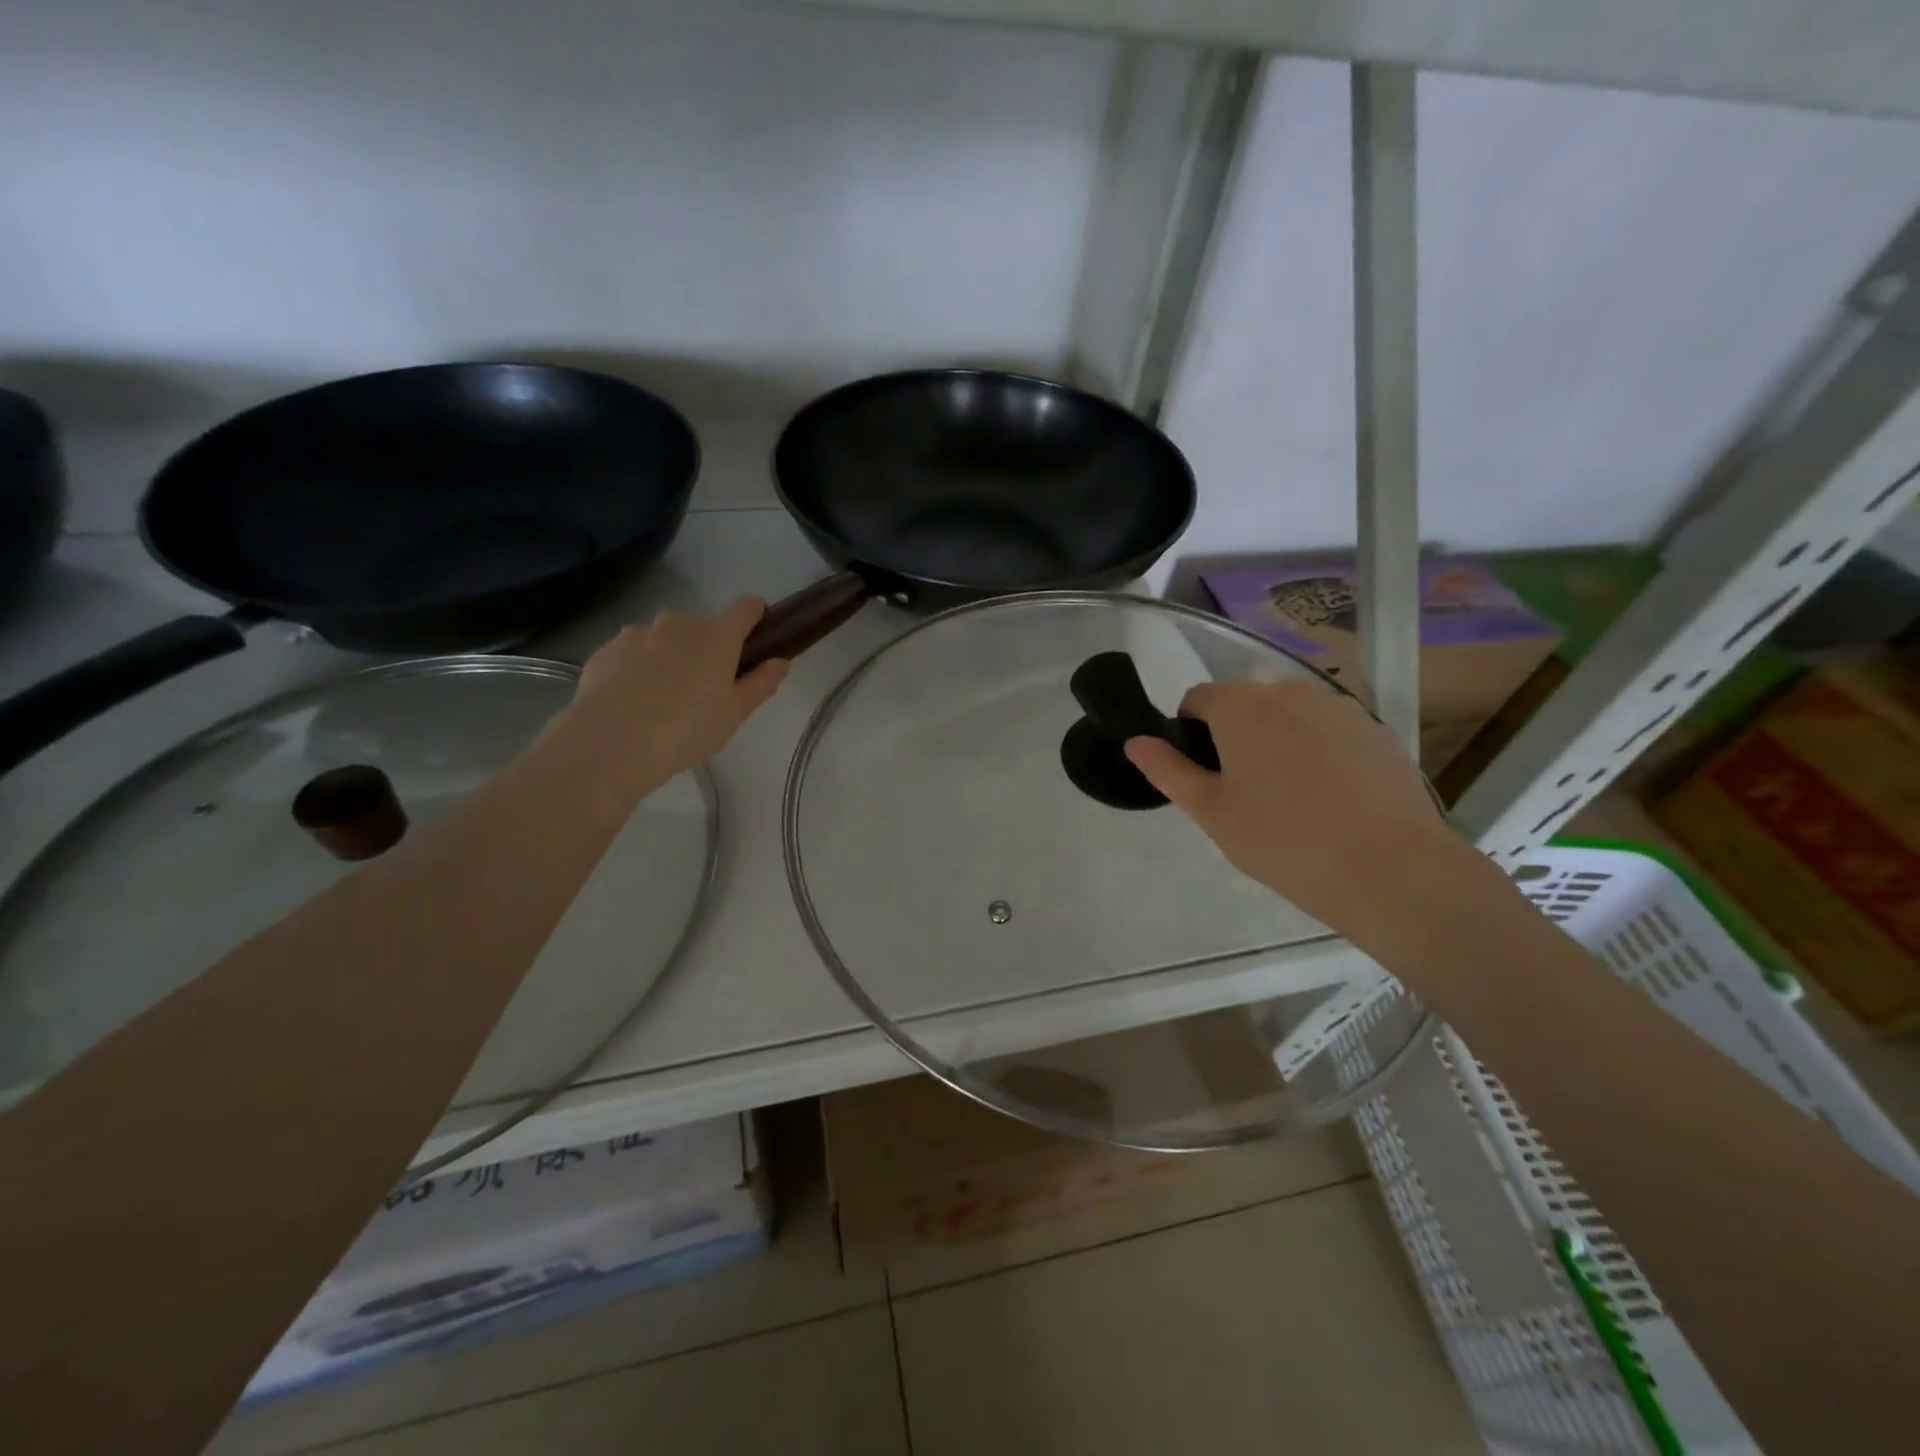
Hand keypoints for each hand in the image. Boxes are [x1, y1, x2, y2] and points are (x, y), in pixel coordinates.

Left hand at [551, 599, 788, 805]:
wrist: (610, 744)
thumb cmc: (686, 730)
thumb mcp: (734, 714)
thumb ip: (761, 683)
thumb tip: (780, 662)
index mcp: (716, 637)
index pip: (745, 609)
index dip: (754, 617)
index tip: (755, 638)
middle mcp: (678, 624)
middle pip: (701, 627)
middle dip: (705, 649)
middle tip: (703, 689)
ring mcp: (637, 633)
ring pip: (663, 639)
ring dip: (669, 658)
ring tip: (661, 700)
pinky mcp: (606, 649)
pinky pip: (632, 654)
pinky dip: (637, 669)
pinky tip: (632, 703)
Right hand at [1124, 680, 1463, 937]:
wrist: (1390, 869)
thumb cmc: (1283, 841)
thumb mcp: (1211, 812)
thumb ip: (1168, 770)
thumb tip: (1135, 742)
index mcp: (1241, 707)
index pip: (1198, 698)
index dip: (1189, 732)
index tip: (1202, 774)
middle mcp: (1289, 692)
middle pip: (1245, 702)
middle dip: (1235, 734)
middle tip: (1243, 791)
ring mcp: (1339, 708)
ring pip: (1289, 714)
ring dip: (1277, 739)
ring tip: (1291, 796)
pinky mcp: (1376, 730)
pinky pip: (1329, 729)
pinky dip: (1318, 749)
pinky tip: (1332, 797)